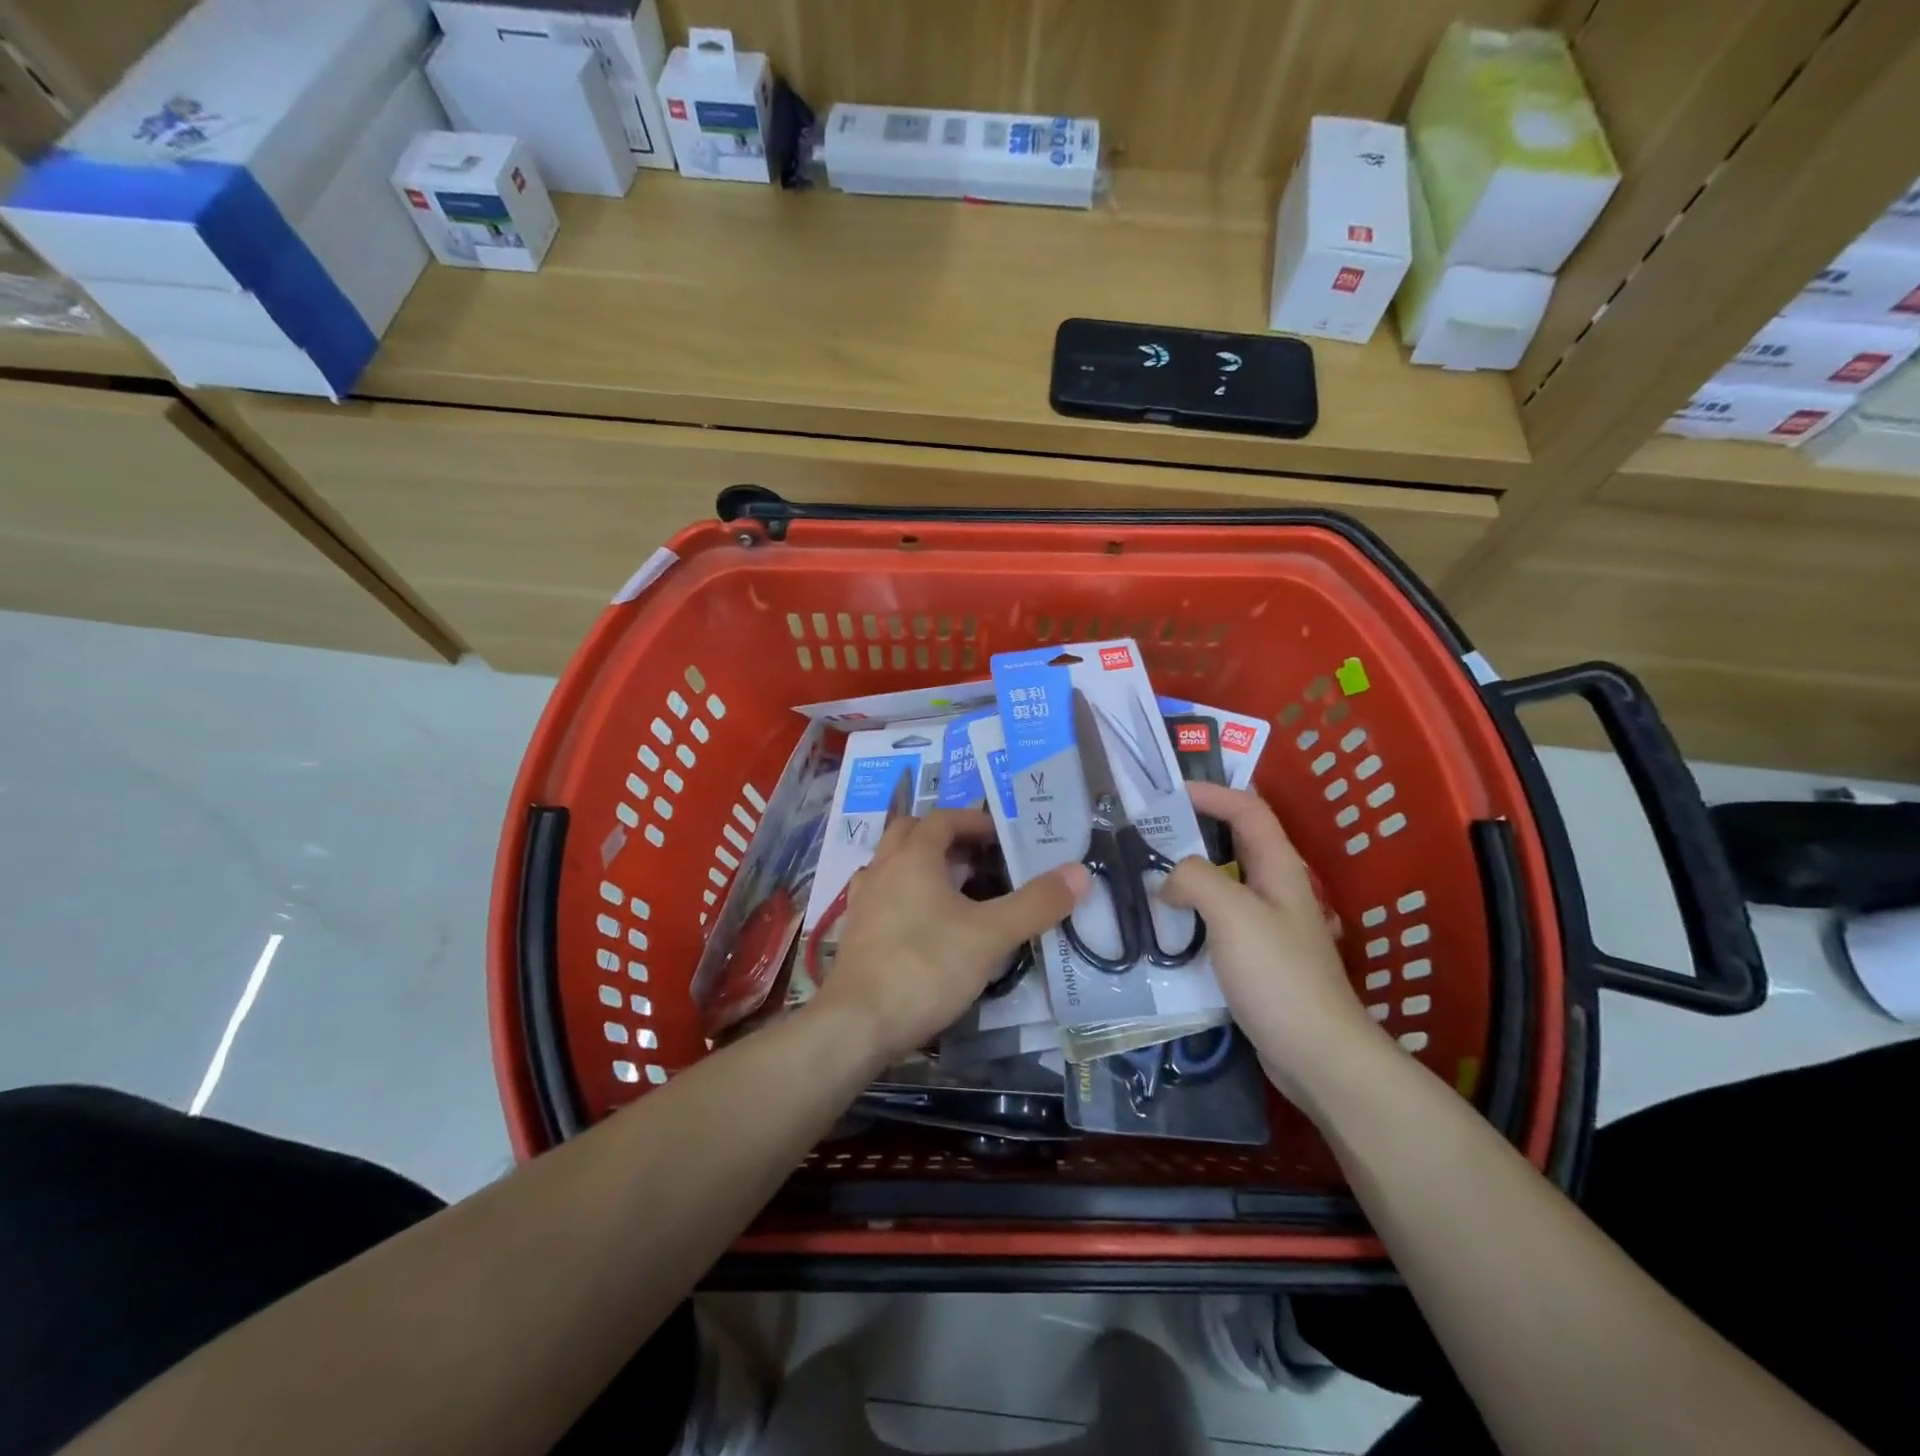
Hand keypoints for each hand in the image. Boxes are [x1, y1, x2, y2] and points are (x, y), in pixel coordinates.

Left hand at [811, 809, 1090, 1066]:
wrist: (858, 1023)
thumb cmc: (926, 967)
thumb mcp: (991, 935)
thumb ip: (1035, 903)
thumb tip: (1080, 872)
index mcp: (913, 856)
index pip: (943, 818)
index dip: (974, 822)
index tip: (1001, 838)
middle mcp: (882, 868)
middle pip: (911, 833)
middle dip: (945, 837)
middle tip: (977, 858)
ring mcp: (863, 900)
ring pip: (893, 863)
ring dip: (922, 864)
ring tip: (956, 890)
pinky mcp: (855, 932)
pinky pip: (883, 895)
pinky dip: (906, 895)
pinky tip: (925, 924)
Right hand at [1162, 782, 1388, 1100]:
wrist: (1317, 1054)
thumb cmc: (1278, 975)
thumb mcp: (1233, 914)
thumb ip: (1195, 880)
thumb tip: (1167, 882)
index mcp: (1278, 868)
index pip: (1247, 809)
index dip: (1211, 793)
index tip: (1166, 793)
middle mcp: (1274, 889)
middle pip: (1233, 842)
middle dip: (1193, 830)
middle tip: (1146, 832)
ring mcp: (1266, 925)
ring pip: (1221, 883)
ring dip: (1186, 874)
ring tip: (1144, 875)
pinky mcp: (1255, 958)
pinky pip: (1216, 920)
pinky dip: (1189, 912)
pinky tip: (1162, 927)